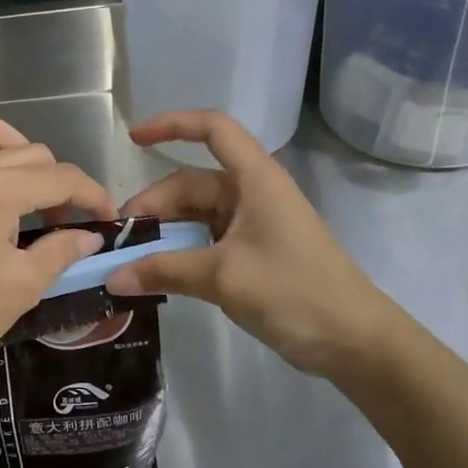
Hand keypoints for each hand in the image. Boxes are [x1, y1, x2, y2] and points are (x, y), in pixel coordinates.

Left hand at [0, 102, 113, 389]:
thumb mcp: (22, 287)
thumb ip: (60, 252)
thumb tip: (89, 236)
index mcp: (0, 190)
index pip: (62, 178)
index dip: (93, 195)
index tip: (107, 219)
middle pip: (31, 154)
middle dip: (58, 183)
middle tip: (63, 224)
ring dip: (14, 147)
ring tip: (25, 182)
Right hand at [105, 110, 414, 384]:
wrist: (355, 342)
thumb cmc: (296, 293)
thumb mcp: (224, 278)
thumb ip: (165, 271)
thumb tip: (112, 277)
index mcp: (254, 180)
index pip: (213, 129)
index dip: (172, 124)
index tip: (132, 139)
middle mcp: (251, 193)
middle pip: (191, 183)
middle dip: (154, 206)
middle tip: (120, 240)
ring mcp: (252, 224)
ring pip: (195, 215)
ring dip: (164, 232)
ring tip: (132, 260)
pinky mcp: (252, 252)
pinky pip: (205, 240)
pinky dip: (180, 251)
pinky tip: (158, 273)